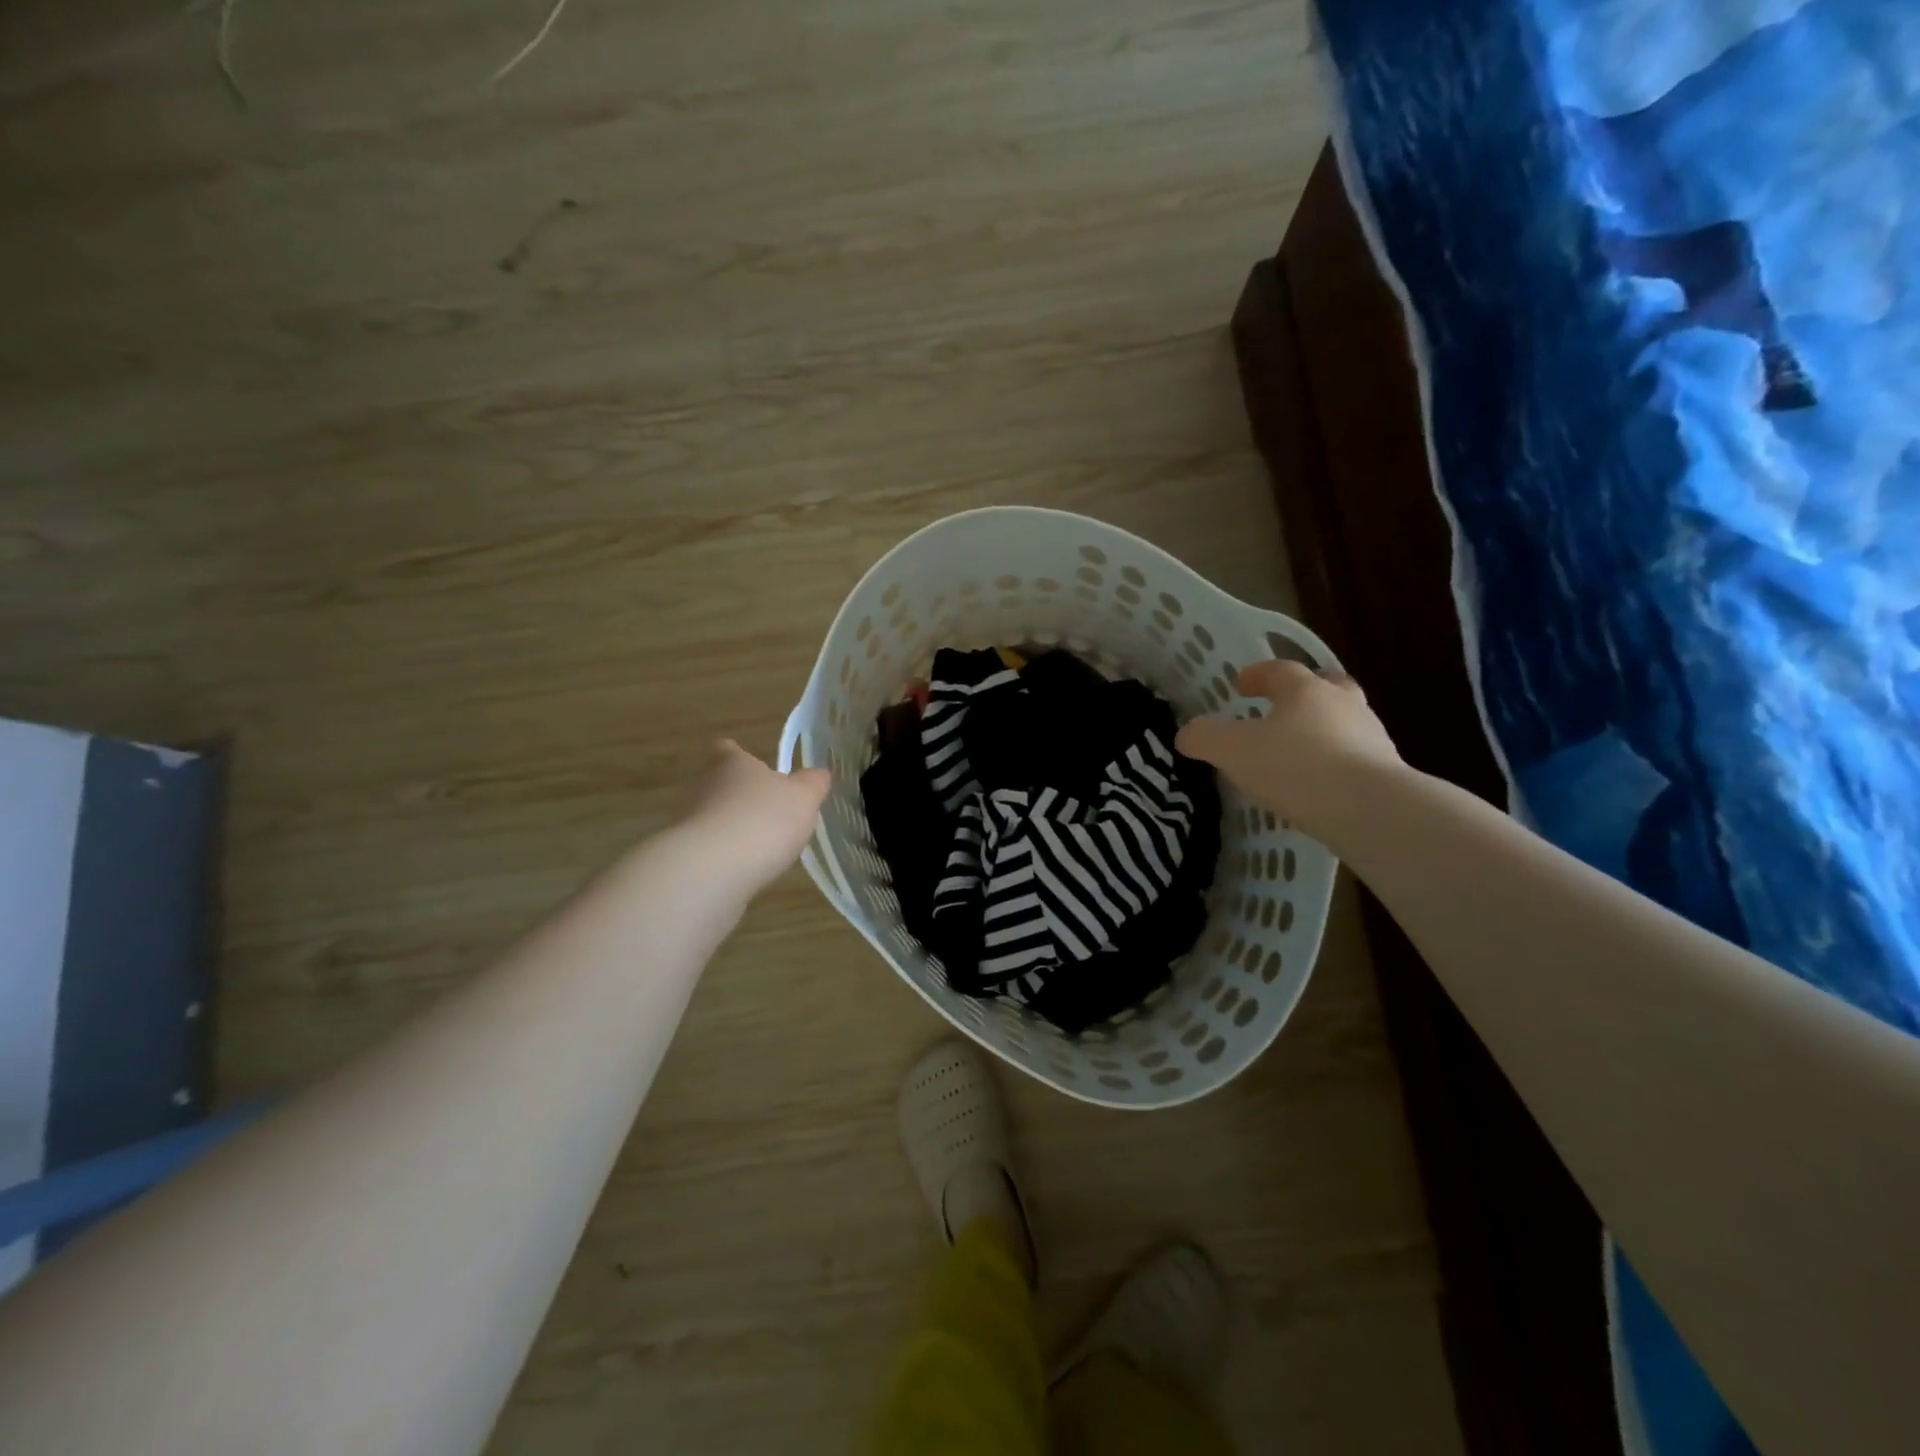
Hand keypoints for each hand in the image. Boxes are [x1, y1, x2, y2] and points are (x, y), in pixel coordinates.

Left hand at [677, 740, 831, 893]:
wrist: (712, 869)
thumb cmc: (763, 819)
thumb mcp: (803, 798)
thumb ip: (813, 784)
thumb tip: (819, 774)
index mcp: (732, 764)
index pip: (727, 750)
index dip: (738, 756)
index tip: (751, 767)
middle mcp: (703, 785)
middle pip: (717, 783)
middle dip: (737, 795)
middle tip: (764, 810)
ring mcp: (687, 821)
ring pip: (710, 816)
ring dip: (729, 827)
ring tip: (757, 845)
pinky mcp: (683, 855)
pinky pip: (706, 849)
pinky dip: (721, 855)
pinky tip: (742, 869)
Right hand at [1175, 661, 1400, 831]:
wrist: (1371, 809)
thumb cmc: (1295, 767)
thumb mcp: (1233, 751)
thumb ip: (1205, 738)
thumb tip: (1185, 734)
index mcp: (1305, 690)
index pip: (1280, 670)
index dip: (1257, 675)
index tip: (1240, 686)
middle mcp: (1343, 703)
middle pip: (1326, 686)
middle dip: (1304, 693)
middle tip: (1282, 707)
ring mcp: (1372, 736)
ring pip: (1345, 721)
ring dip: (1323, 728)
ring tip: (1299, 752)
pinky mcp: (1387, 771)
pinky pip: (1356, 756)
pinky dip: (1337, 761)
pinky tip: (1320, 785)